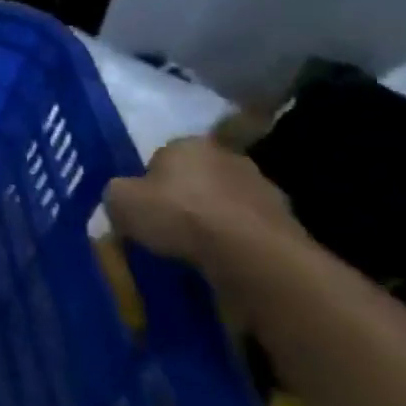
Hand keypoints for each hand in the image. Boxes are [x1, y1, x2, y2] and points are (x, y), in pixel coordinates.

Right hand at [105, 136, 303, 279]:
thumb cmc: (179, 215)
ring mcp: (263, 188)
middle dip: (186, 198)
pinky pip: (251, 230)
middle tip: (170, 228)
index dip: (150, 183)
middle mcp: (228, 156)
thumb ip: (117, 194)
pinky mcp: (288, 222)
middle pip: (198, 177)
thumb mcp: (121, 202)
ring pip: (227, 203)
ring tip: (199, 250)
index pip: (162, 157)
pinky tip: (226, 262)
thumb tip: (122, 199)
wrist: (252, 254)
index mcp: (187, 144)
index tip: (145, 209)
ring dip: (216, 220)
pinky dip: (239, 242)